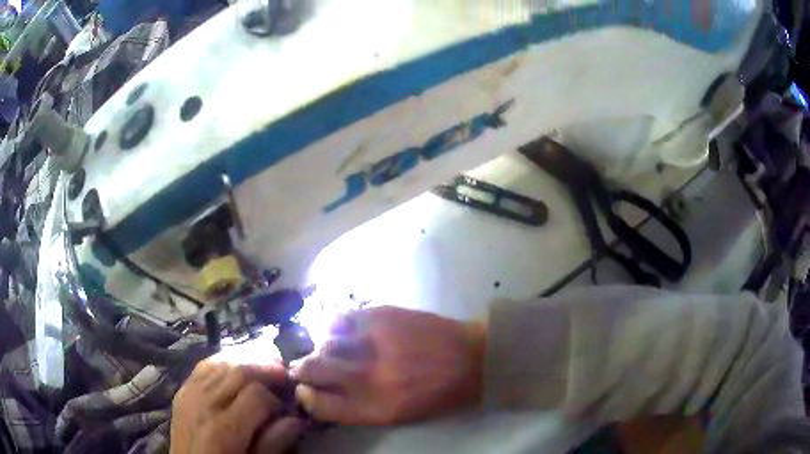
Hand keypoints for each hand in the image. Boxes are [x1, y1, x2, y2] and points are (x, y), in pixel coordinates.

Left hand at [170, 356, 304, 453]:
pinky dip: (223, 362)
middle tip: (283, 373)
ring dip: (245, 360)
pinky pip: (203, 367)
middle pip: (238, 371)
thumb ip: (274, 444)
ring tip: (264, 365)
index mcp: (224, 430)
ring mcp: (188, 395)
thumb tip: (296, 419)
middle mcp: (203, 405)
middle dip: (265, 368)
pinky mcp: (181, 392)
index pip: (256, 395)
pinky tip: (236, 367)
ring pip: (220, 362)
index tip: (286, 408)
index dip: (276, 398)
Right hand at [291, 306, 485, 424]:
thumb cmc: (440, 395)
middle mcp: (368, 377)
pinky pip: (343, 319)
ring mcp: (374, 343)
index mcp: (375, 408)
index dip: (306, 397)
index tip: (304, 391)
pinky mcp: (382, 316)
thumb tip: (326, 393)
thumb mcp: (400, 415)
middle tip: (303, 367)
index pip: (320, 405)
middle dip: (302, 369)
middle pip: (313, 369)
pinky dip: (337, 326)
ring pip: (325, 342)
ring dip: (321, 347)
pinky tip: (344, 330)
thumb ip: (360, 407)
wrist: (474, 359)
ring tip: (328, 349)